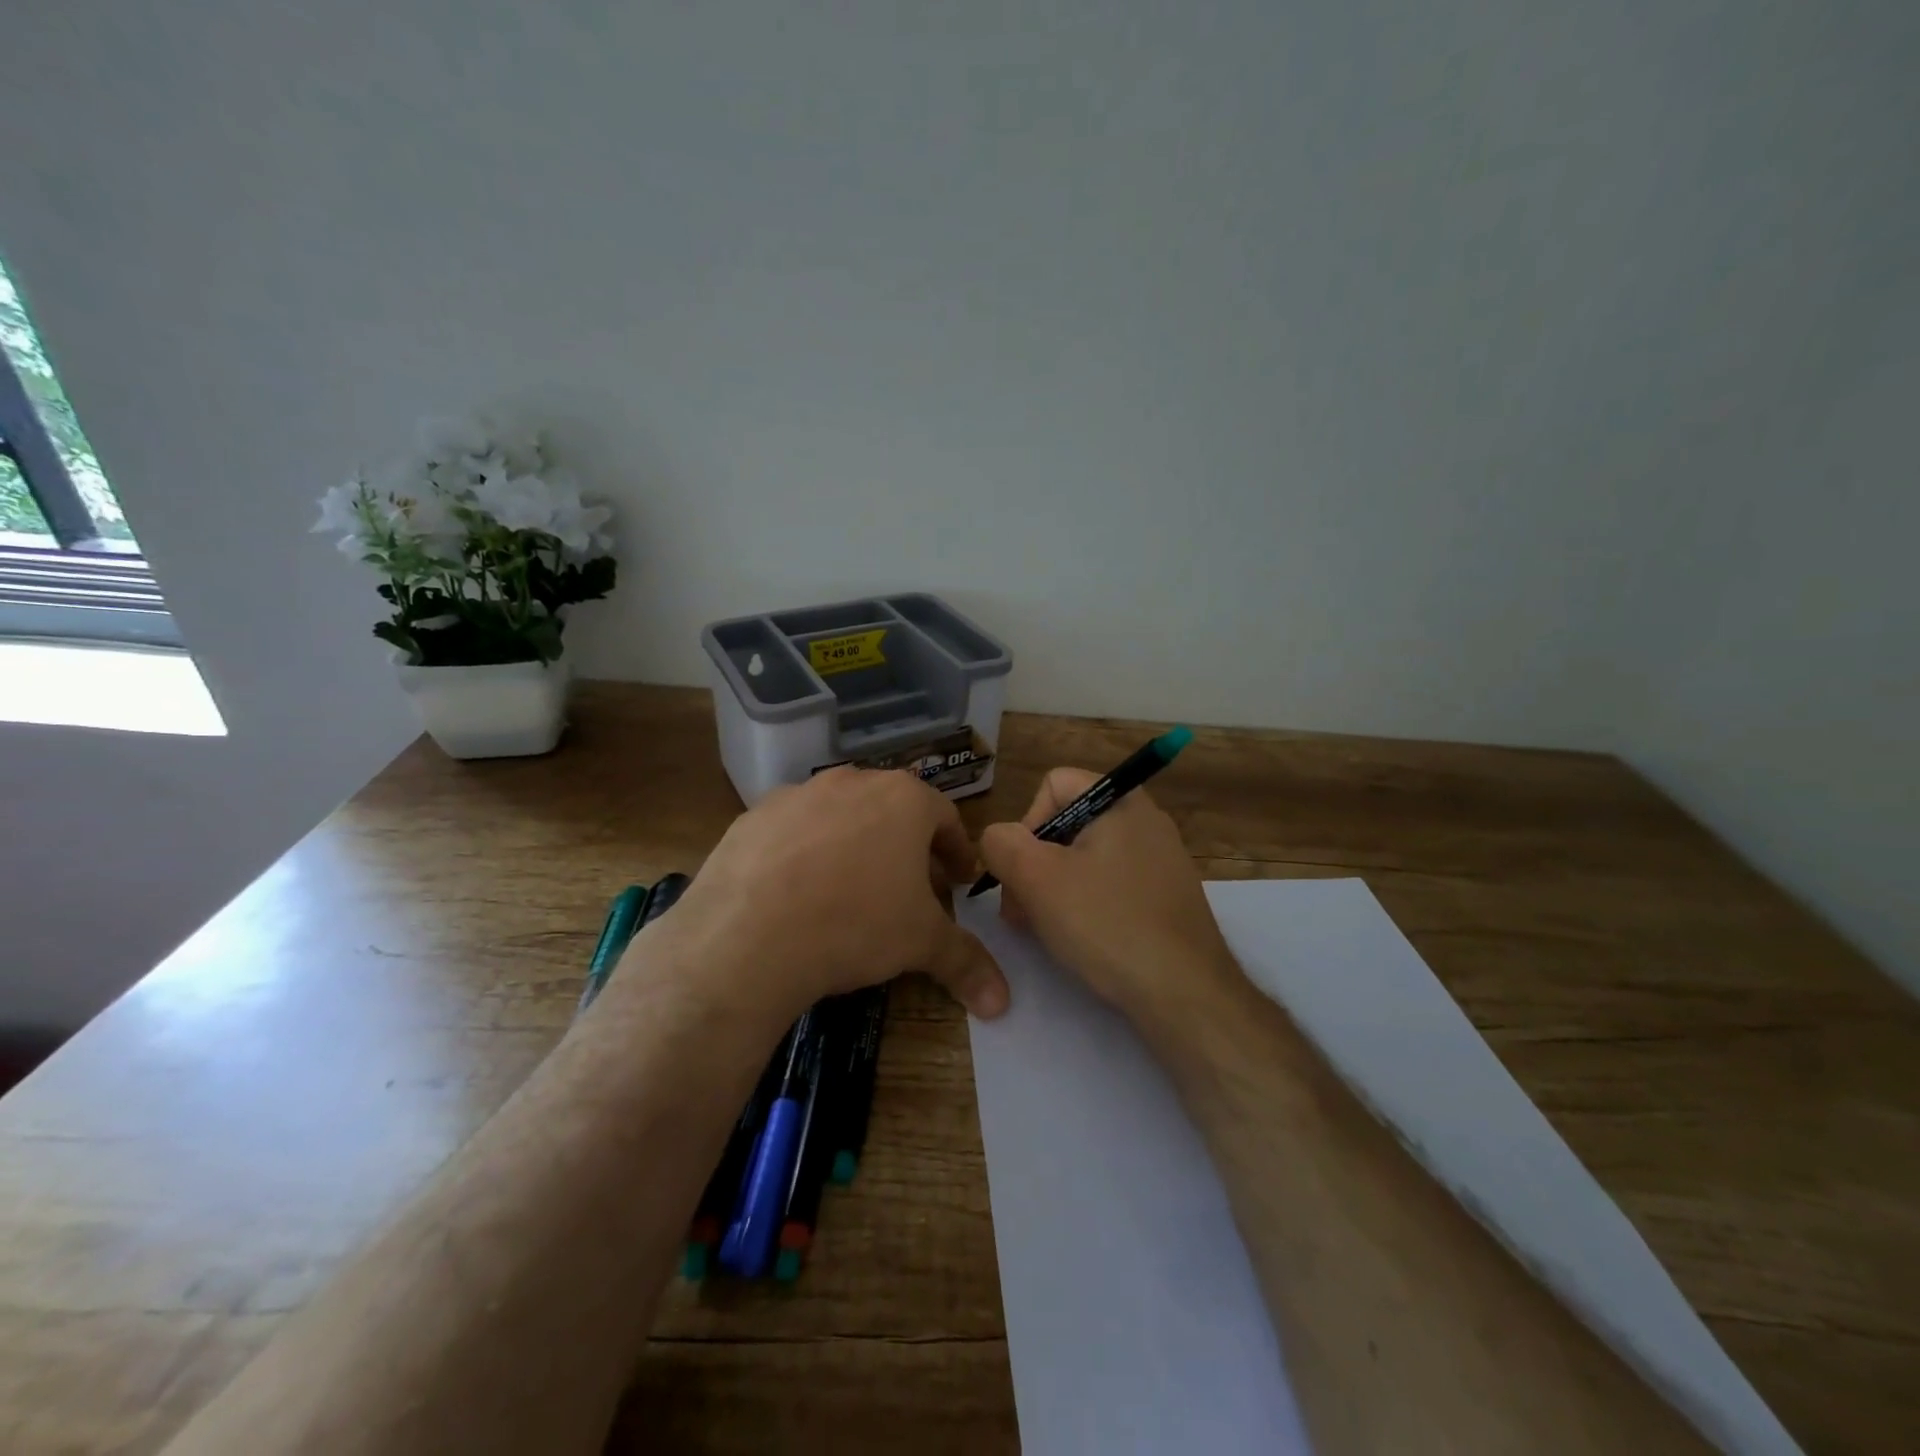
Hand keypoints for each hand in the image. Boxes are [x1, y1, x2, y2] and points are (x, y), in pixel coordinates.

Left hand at [642, 768, 1010, 1024]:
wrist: (748, 935)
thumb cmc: (855, 923)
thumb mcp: (920, 943)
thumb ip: (966, 961)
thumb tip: (1002, 1002)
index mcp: (903, 798)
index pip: (946, 818)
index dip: (956, 852)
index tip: (958, 881)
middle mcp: (852, 782)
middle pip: (893, 813)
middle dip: (908, 850)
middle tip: (911, 891)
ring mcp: (798, 795)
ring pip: (841, 818)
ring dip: (856, 847)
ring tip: (853, 893)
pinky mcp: (753, 817)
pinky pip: (793, 832)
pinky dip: (805, 855)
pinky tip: (798, 894)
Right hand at [978, 767, 1239, 1029]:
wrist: (1185, 993)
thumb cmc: (1107, 923)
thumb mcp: (1036, 878)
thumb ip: (1001, 843)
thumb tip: (997, 839)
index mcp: (1121, 800)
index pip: (1054, 784)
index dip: (1026, 823)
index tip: (1022, 871)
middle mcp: (1146, 820)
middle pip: (1068, 824)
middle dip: (1035, 863)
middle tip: (1021, 911)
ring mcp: (1161, 860)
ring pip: (1086, 858)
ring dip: (1055, 888)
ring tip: (1045, 930)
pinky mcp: (1167, 897)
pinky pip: (1112, 885)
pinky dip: (1087, 905)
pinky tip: (1081, 940)